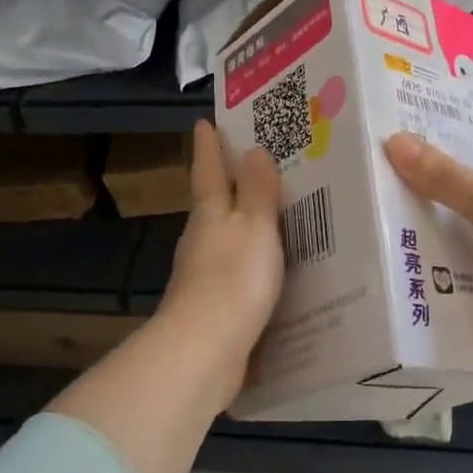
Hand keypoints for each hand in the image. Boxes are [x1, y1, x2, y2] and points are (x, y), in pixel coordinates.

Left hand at [157, 120, 285, 402]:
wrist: (205, 351)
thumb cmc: (233, 278)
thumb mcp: (254, 226)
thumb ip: (256, 191)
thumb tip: (252, 150)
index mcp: (210, 214)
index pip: (208, 170)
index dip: (208, 146)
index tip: (204, 121)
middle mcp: (202, 239)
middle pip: (213, 202)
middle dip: (227, 182)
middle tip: (253, 163)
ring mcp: (204, 273)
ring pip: (225, 237)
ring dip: (241, 223)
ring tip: (270, 214)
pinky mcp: (213, 305)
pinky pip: (235, 270)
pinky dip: (250, 259)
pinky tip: (269, 267)